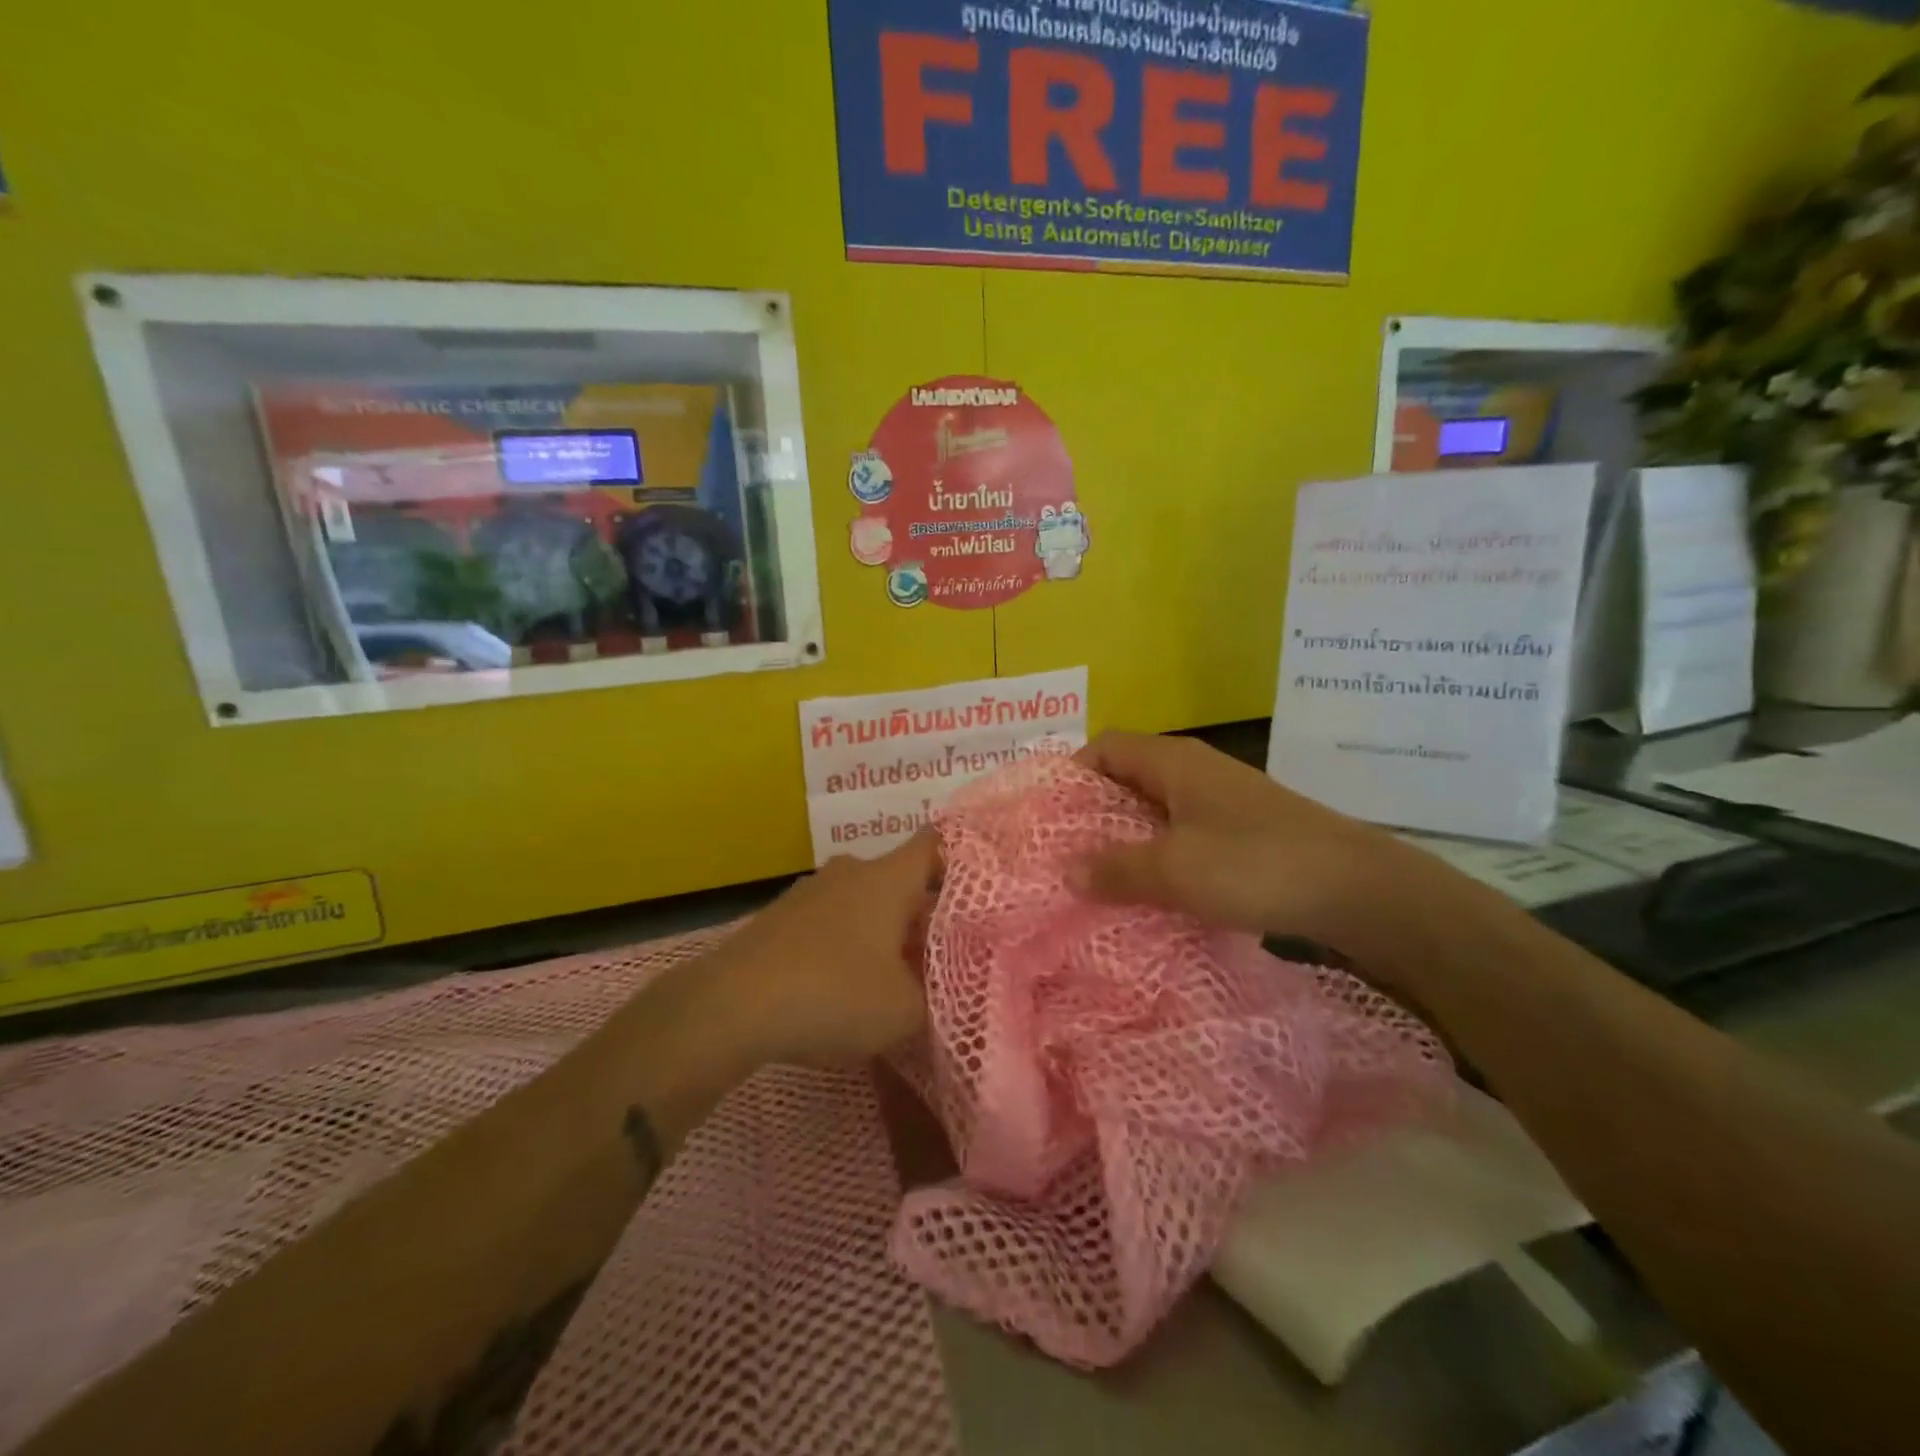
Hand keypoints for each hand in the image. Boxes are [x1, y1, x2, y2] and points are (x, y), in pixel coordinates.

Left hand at [709, 833, 938, 1068]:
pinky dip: (845, 945)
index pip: (934, 844)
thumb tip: (937, 992)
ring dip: (881, 932)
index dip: (960, 856)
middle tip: (942, 951)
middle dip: (921, 913)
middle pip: (899, 881)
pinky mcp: (779, 918)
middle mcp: (850, 871)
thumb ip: (934, 999)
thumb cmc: (834, 994)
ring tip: (894, 976)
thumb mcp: (905, 1011)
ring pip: (862, 903)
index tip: (980, 882)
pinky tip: (844, 986)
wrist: (731, 1006)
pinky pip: (829, 923)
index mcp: (887, 878)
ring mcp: (810, 892)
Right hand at [1070, 732, 1435, 951]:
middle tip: (1062, 852)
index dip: (1071, 773)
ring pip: (1157, 809)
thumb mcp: (1174, 869)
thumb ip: (1115, 869)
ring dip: (1127, 838)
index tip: (1046, 815)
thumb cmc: (1256, 864)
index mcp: (1173, 762)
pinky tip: (1153, 890)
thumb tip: (1065, 870)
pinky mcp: (1245, 831)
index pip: (1105, 747)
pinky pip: (1185, 833)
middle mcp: (1196, 770)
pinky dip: (1161, 855)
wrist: (1360, 890)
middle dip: (1093, 812)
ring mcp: (1223, 801)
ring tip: (1098, 877)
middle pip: (1128, 777)